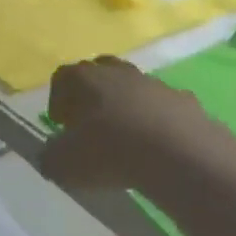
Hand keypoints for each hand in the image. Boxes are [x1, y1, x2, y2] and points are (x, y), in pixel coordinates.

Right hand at [40, 56, 222, 190]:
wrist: (179, 154)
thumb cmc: (110, 152)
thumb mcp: (64, 164)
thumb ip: (51, 157)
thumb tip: (52, 155)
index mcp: (84, 79)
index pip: (62, 77)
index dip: (57, 99)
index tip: (60, 124)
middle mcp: (118, 72)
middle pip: (99, 72)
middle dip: (92, 95)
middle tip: (90, 125)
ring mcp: (154, 83)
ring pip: (133, 87)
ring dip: (126, 106)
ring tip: (126, 138)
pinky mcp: (184, 100)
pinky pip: (163, 107)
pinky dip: (157, 121)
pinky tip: (158, 147)